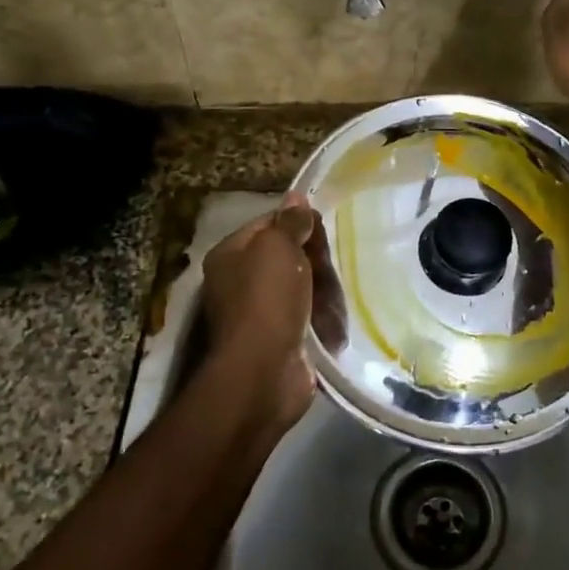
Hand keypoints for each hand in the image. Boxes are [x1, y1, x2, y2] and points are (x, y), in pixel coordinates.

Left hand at [198, 198, 326, 433]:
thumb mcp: (278, 247)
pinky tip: (336, 318)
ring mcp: (259, 313)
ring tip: (337, 295)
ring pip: (300, 287)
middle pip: (286, 256)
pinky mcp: (279, 339)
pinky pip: (306, 317)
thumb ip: (290, 222)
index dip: (297, 223)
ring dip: (321, 289)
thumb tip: (296, 197)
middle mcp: (239, 282)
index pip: (268, 223)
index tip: (323, 229)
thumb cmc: (267, 299)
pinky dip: (321, 316)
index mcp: (230, 255)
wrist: (263, 371)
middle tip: (329, 265)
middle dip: (312, 259)